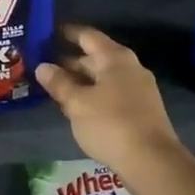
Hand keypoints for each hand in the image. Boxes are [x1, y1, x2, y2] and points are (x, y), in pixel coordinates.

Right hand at [35, 25, 180, 173]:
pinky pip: (111, 93)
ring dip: (80, 81)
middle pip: (95, 57)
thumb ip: (59, 83)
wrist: (151, 161)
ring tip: (54, 86)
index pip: (87, 35)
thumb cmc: (110, 124)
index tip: (46, 32)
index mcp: (115, 58)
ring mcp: (138, 89)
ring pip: (102, 78)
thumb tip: (42, 67)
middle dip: (69, 60)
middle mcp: (129, 67)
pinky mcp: (140, 110)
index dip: (66, 33)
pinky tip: (76, 106)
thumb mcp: (77, 103)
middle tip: (42, 65)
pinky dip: (92, 95)